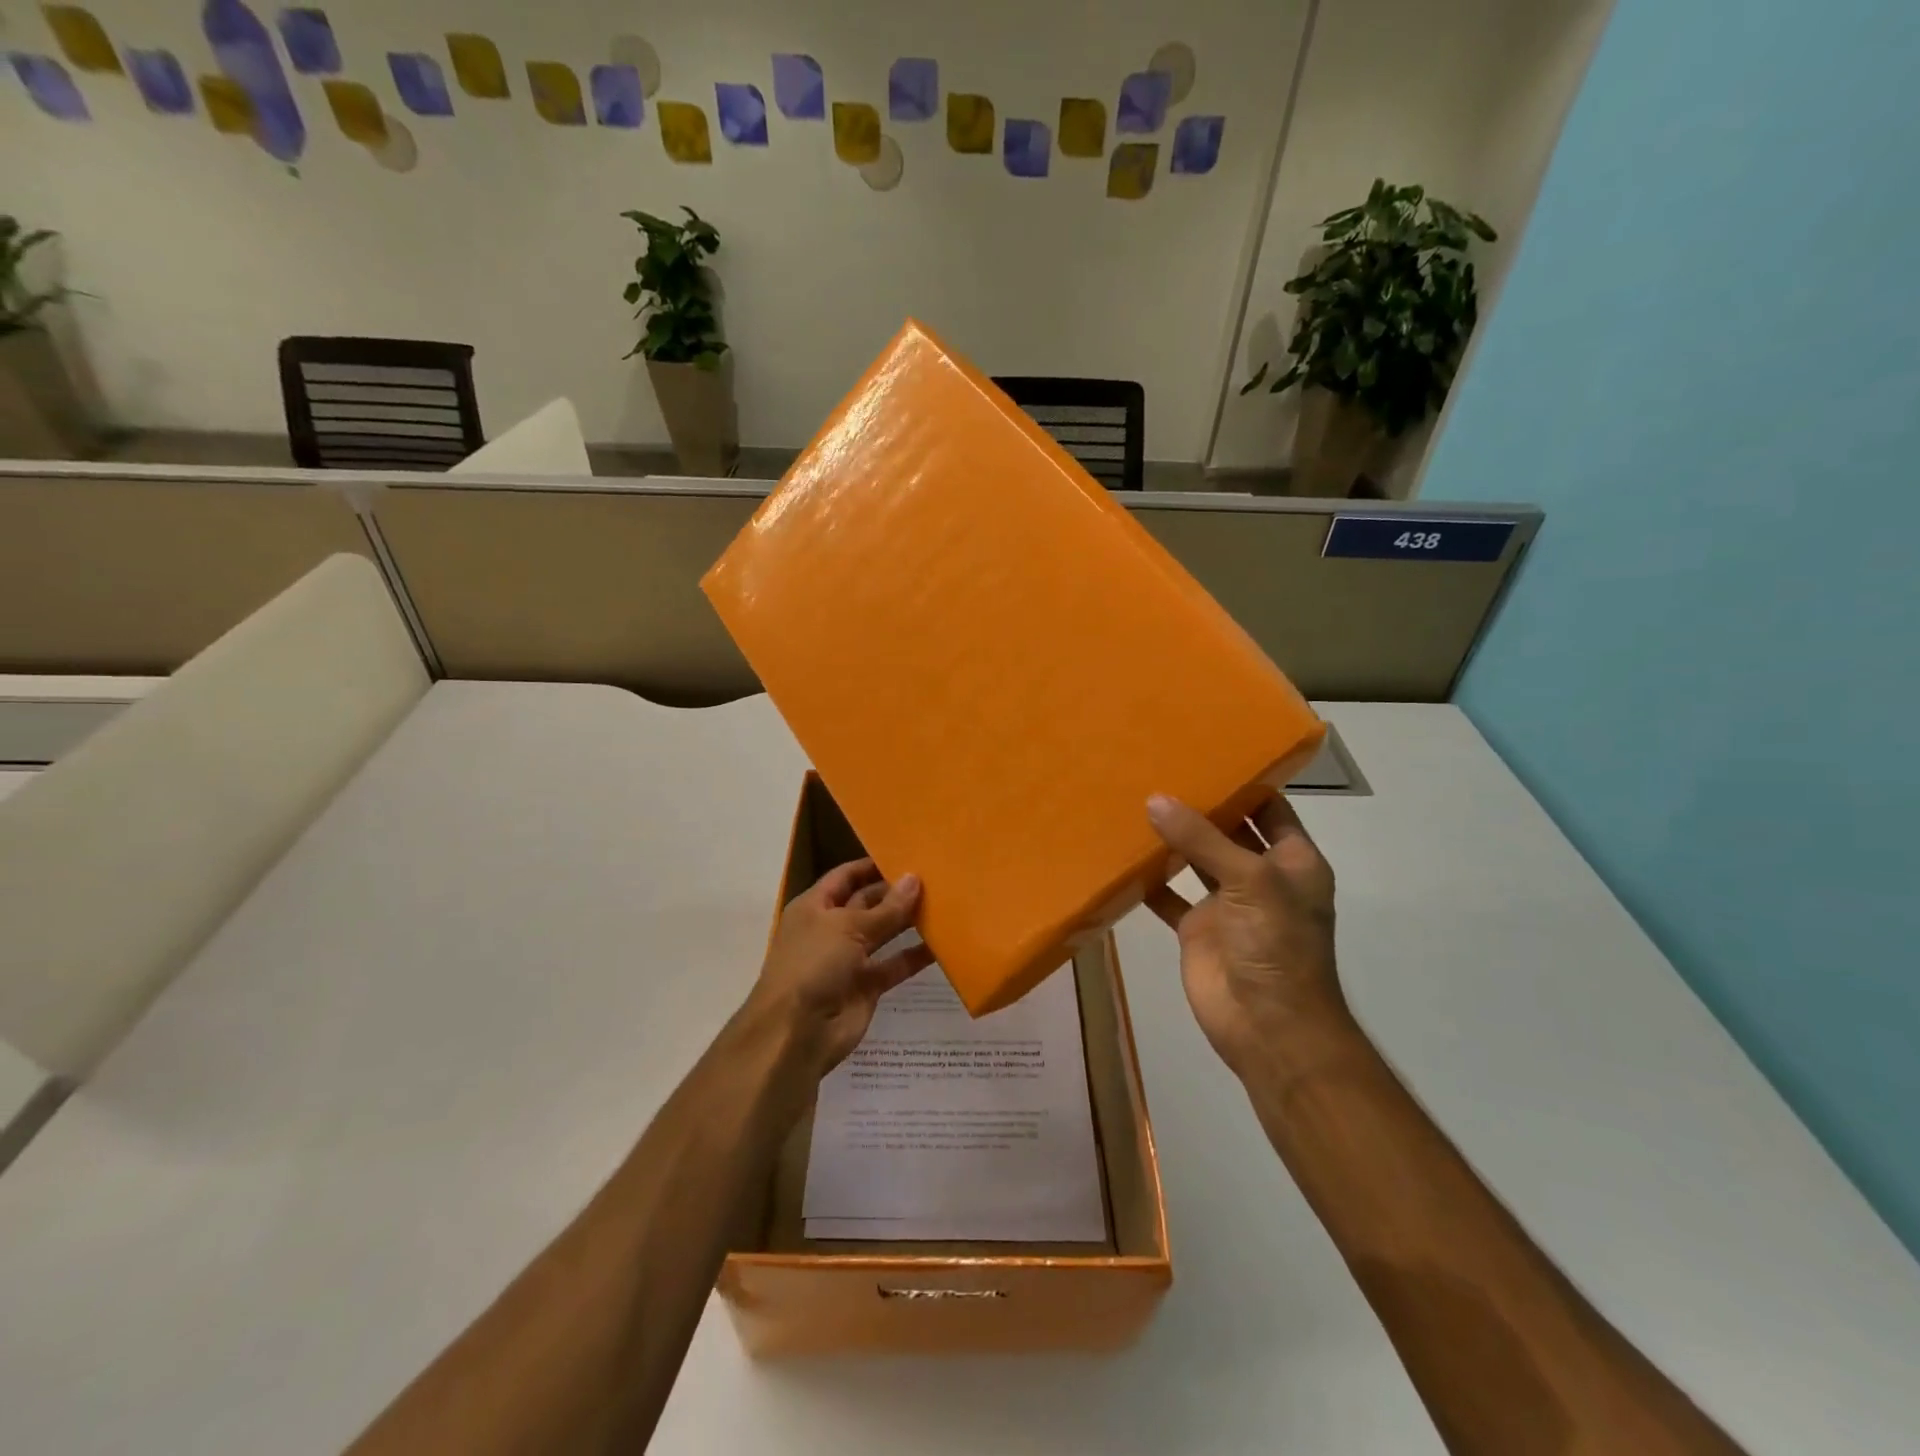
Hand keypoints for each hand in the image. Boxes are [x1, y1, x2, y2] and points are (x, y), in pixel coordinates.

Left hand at [741, 858, 930, 1080]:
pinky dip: (915, 956)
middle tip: (935, 877)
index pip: (846, 876)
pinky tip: (942, 944)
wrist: (796, 1032)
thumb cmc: (813, 965)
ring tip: (944, 904)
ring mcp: (849, 959)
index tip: (906, 854)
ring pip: (884, 933)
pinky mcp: (866, 986)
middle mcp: (831, 929)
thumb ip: (886, 908)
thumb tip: (915, 879)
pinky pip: (894, 965)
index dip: (872, 865)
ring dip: (908, 921)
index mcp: (815, 907)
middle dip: (895, 892)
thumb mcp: (848, 928)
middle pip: (868, 903)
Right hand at [1144, 791, 1346, 1078]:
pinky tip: (1121, 856)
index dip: (1244, 781)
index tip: (1206, 751)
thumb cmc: (1276, 944)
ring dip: (1170, 838)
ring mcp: (1227, 904)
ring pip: (1195, 859)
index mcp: (1292, 861)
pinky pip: (1169, 895)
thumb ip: (1202, 839)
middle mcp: (1260, 877)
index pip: (1269, 808)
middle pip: (1228, 830)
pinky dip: (1148, 880)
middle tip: (1157, 768)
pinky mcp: (1197, 928)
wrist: (1268, 1026)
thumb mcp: (1249, 880)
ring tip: (1134, 800)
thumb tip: (1155, 799)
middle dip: (1198, 805)